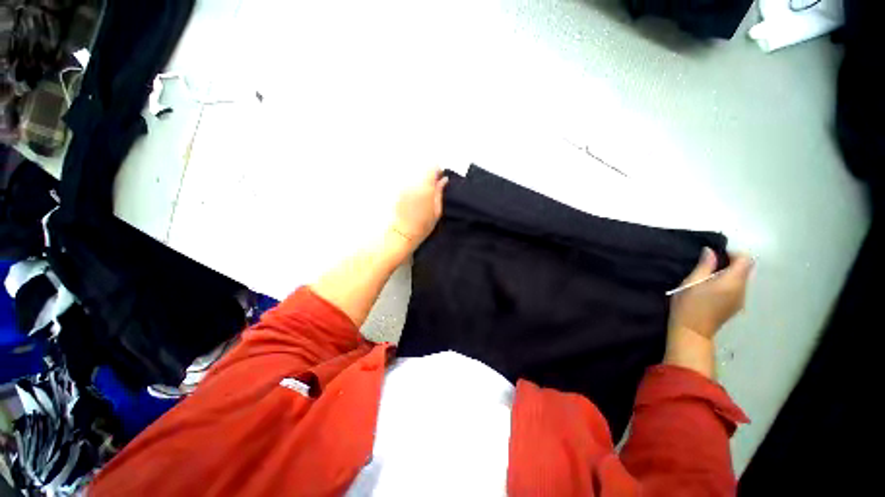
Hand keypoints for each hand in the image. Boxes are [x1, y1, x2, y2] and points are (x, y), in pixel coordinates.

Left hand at [389, 168, 448, 252]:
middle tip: (432, 189)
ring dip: (420, 183)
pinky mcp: (398, 192)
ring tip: (423, 196)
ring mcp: (404, 188)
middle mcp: (414, 185)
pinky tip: (414, 200)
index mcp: (426, 188)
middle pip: (422, 171)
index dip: (437, 170)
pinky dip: (413, 188)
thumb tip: (443, 179)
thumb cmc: (424, 224)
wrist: (405, 233)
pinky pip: (408, 185)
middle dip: (428, 177)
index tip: (439, 177)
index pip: (432, 168)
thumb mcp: (437, 210)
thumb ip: (440, 192)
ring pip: (415, 178)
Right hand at [664, 248, 752, 377]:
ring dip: (728, 274)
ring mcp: (740, 300)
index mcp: (732, 282)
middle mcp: (742, 290)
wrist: (692, 331)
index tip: (715, 256)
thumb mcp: (691, 282)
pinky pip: (737, 289)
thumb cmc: (688, 305)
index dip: (733, 253)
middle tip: (707, 266)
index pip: (745, 260)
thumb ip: (704, 265)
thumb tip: (711, 251)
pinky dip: (727, 284)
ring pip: (741, 279)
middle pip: (744, 269)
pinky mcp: (735, 306)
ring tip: (706, 279)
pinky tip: (710, 290)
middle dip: (729, 264)